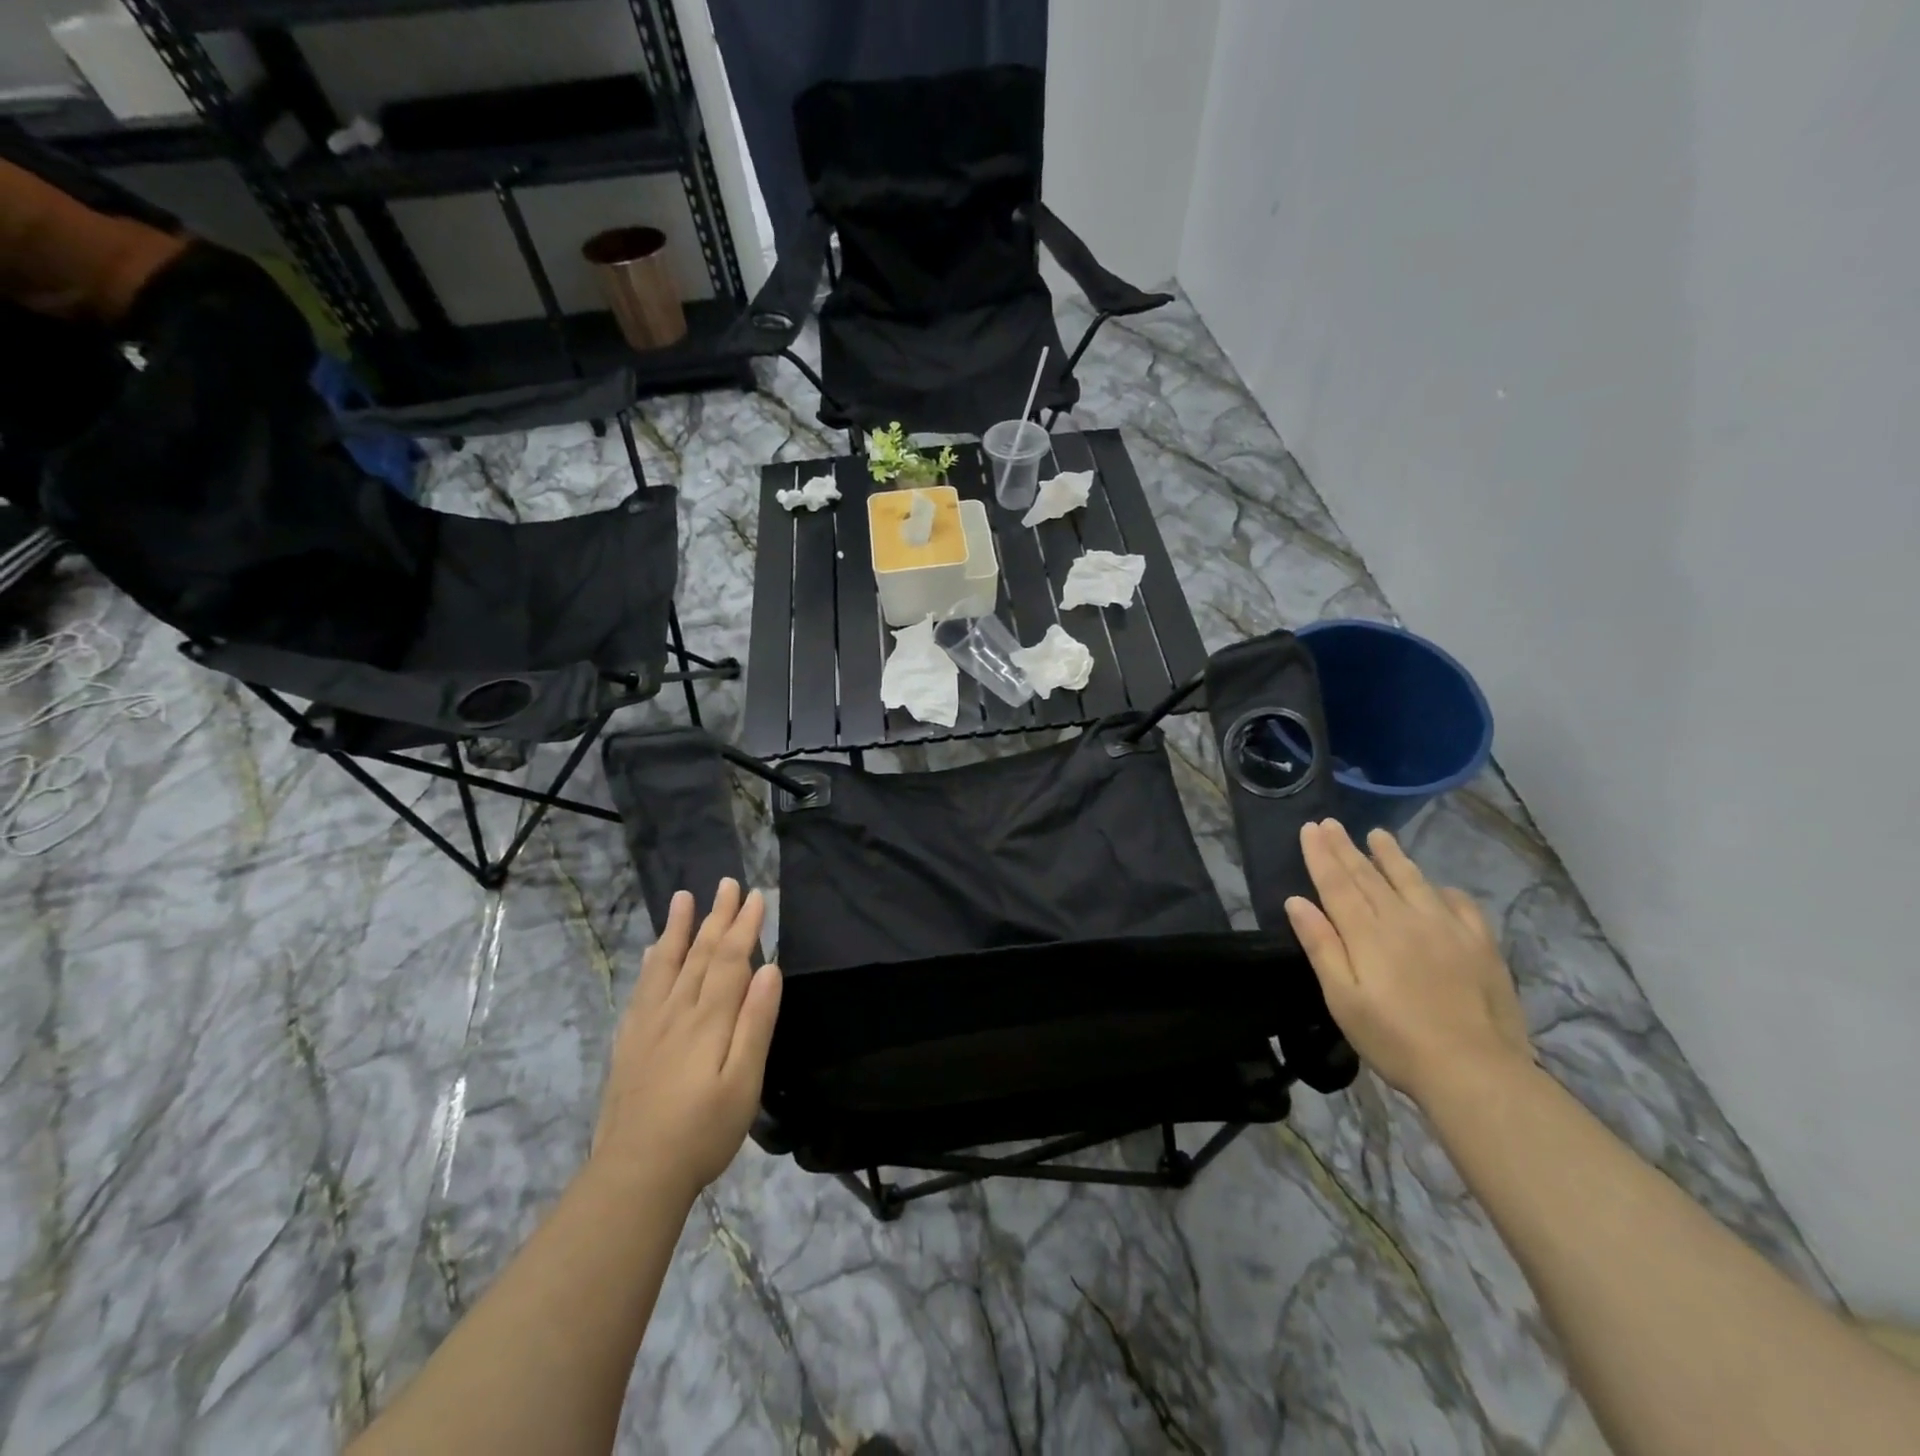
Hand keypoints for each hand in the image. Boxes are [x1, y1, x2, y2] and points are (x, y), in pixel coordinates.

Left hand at [591, 880, 782, 1204]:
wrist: (634, 1174)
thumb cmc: (703, 1131)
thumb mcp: (744, 1082)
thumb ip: (756, 1023)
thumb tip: (770, 968)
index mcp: (709, 1019)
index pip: (730, 960)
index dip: (744, 926)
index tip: (756, 895)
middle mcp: (677, 1011)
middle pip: (700, 954)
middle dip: (717, 917)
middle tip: (727, 883)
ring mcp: (649, 1025)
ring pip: (666, 964)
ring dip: (678, 928)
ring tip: (684, 898)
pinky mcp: (629, 1043)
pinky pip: (642, 989)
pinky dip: (650, 964)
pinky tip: (651, 952)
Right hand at [1284, 820, 1531, 1105]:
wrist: (1475, 1071)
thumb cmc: (1395, 1039)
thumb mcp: (1343, 999)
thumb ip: (1321, 946)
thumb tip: (1297, 901)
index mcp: (1367, 933)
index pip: (1337, 884)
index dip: (1321, 855)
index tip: (1310, 829)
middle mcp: (1404, 919)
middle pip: (1369, 876)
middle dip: (1346, 848)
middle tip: (1331, 823)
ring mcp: (1447, 928)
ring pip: (1412, 880)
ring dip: (1392, 856)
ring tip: (1378, 835)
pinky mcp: (1480, 944)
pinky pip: (1459, 904)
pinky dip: (1442, 889)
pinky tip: (1437, 887)